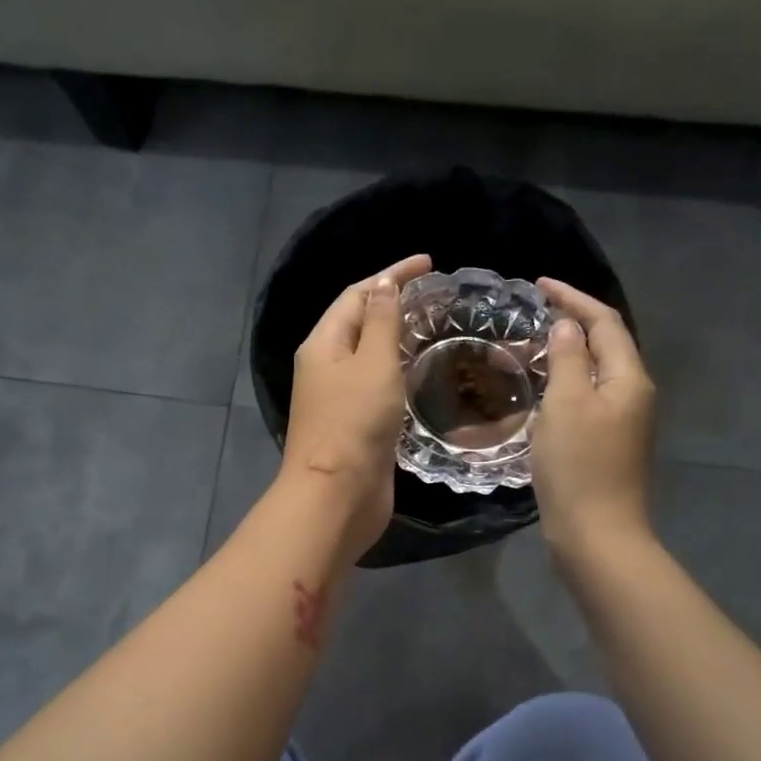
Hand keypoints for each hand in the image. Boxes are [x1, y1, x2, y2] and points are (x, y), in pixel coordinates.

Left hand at [280, 254, 432, 561]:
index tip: (430, 264)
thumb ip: (382, 322)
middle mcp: (326, 366)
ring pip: (370, 356)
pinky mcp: (356, 425)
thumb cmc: (354, 423)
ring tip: (436, 326)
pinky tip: (424, 372)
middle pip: (360, 322)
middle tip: (437, 296)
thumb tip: (384, 284)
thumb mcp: (372, 363)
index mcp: (323, 344)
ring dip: (398, 338)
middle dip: (394, 303)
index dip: (391, 274)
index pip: (357, 294)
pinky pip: (378, 385)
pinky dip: (399, 372)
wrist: (338, 496)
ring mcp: (340, 398)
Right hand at [533, 276, 655, 554]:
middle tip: (530, 314)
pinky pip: (587, 399)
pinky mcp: (608, 445)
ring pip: (595, 373)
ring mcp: (623, 422)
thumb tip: (569, 325)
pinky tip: (541, 390)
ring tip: (530, 347)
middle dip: (571, 322)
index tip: (539, 284)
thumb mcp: (567, 404)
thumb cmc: (579, 466)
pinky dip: (564, 384)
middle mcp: (633, 395)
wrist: (596, 535)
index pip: (605, 322)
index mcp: (629, 379)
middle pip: (606, 345)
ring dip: (566, 354)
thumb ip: (570, 358)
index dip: (574, 297)